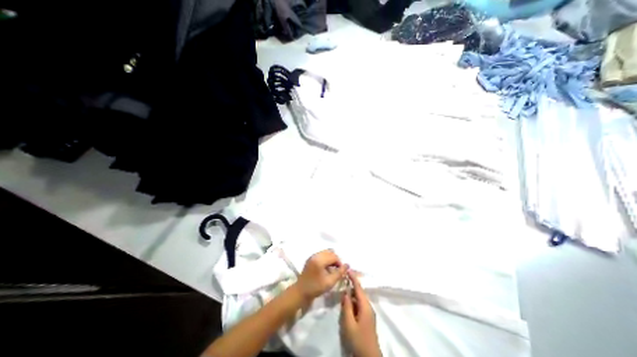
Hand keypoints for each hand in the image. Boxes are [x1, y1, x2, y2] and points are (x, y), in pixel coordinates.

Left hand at [294, 250, 346, 302]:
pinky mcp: (310, 259)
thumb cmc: (316, 288)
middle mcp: (316, 255)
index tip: (341, 271)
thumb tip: (347, 265)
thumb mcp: (330, 282)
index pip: (334, 256)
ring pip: (325, 253)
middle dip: (335, 259)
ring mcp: (312, 256)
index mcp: (320, 259)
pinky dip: (325, 259)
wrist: (301, 292)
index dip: (340, 263)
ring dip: (330, 259)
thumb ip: (340, 272)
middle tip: (337, 269)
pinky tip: (326, 269)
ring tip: (332, 269)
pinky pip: (321, 255)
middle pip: (330, 252)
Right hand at [341, 271, 378, 355]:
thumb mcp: (349, 323)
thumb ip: (346, 306)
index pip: (359, 288)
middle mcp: (368, 306)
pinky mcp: (366, 318)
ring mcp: (368, 312)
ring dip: (352, 292)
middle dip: (352, 283)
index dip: (353, 278)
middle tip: (343, 277)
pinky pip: (359, 304)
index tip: (348, 268)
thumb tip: (345, 292)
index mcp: (365, 306)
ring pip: (359, 298)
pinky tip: (347, 301)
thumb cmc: (358, 339)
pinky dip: (353, 300)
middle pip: (359, 291)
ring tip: (343, 287)